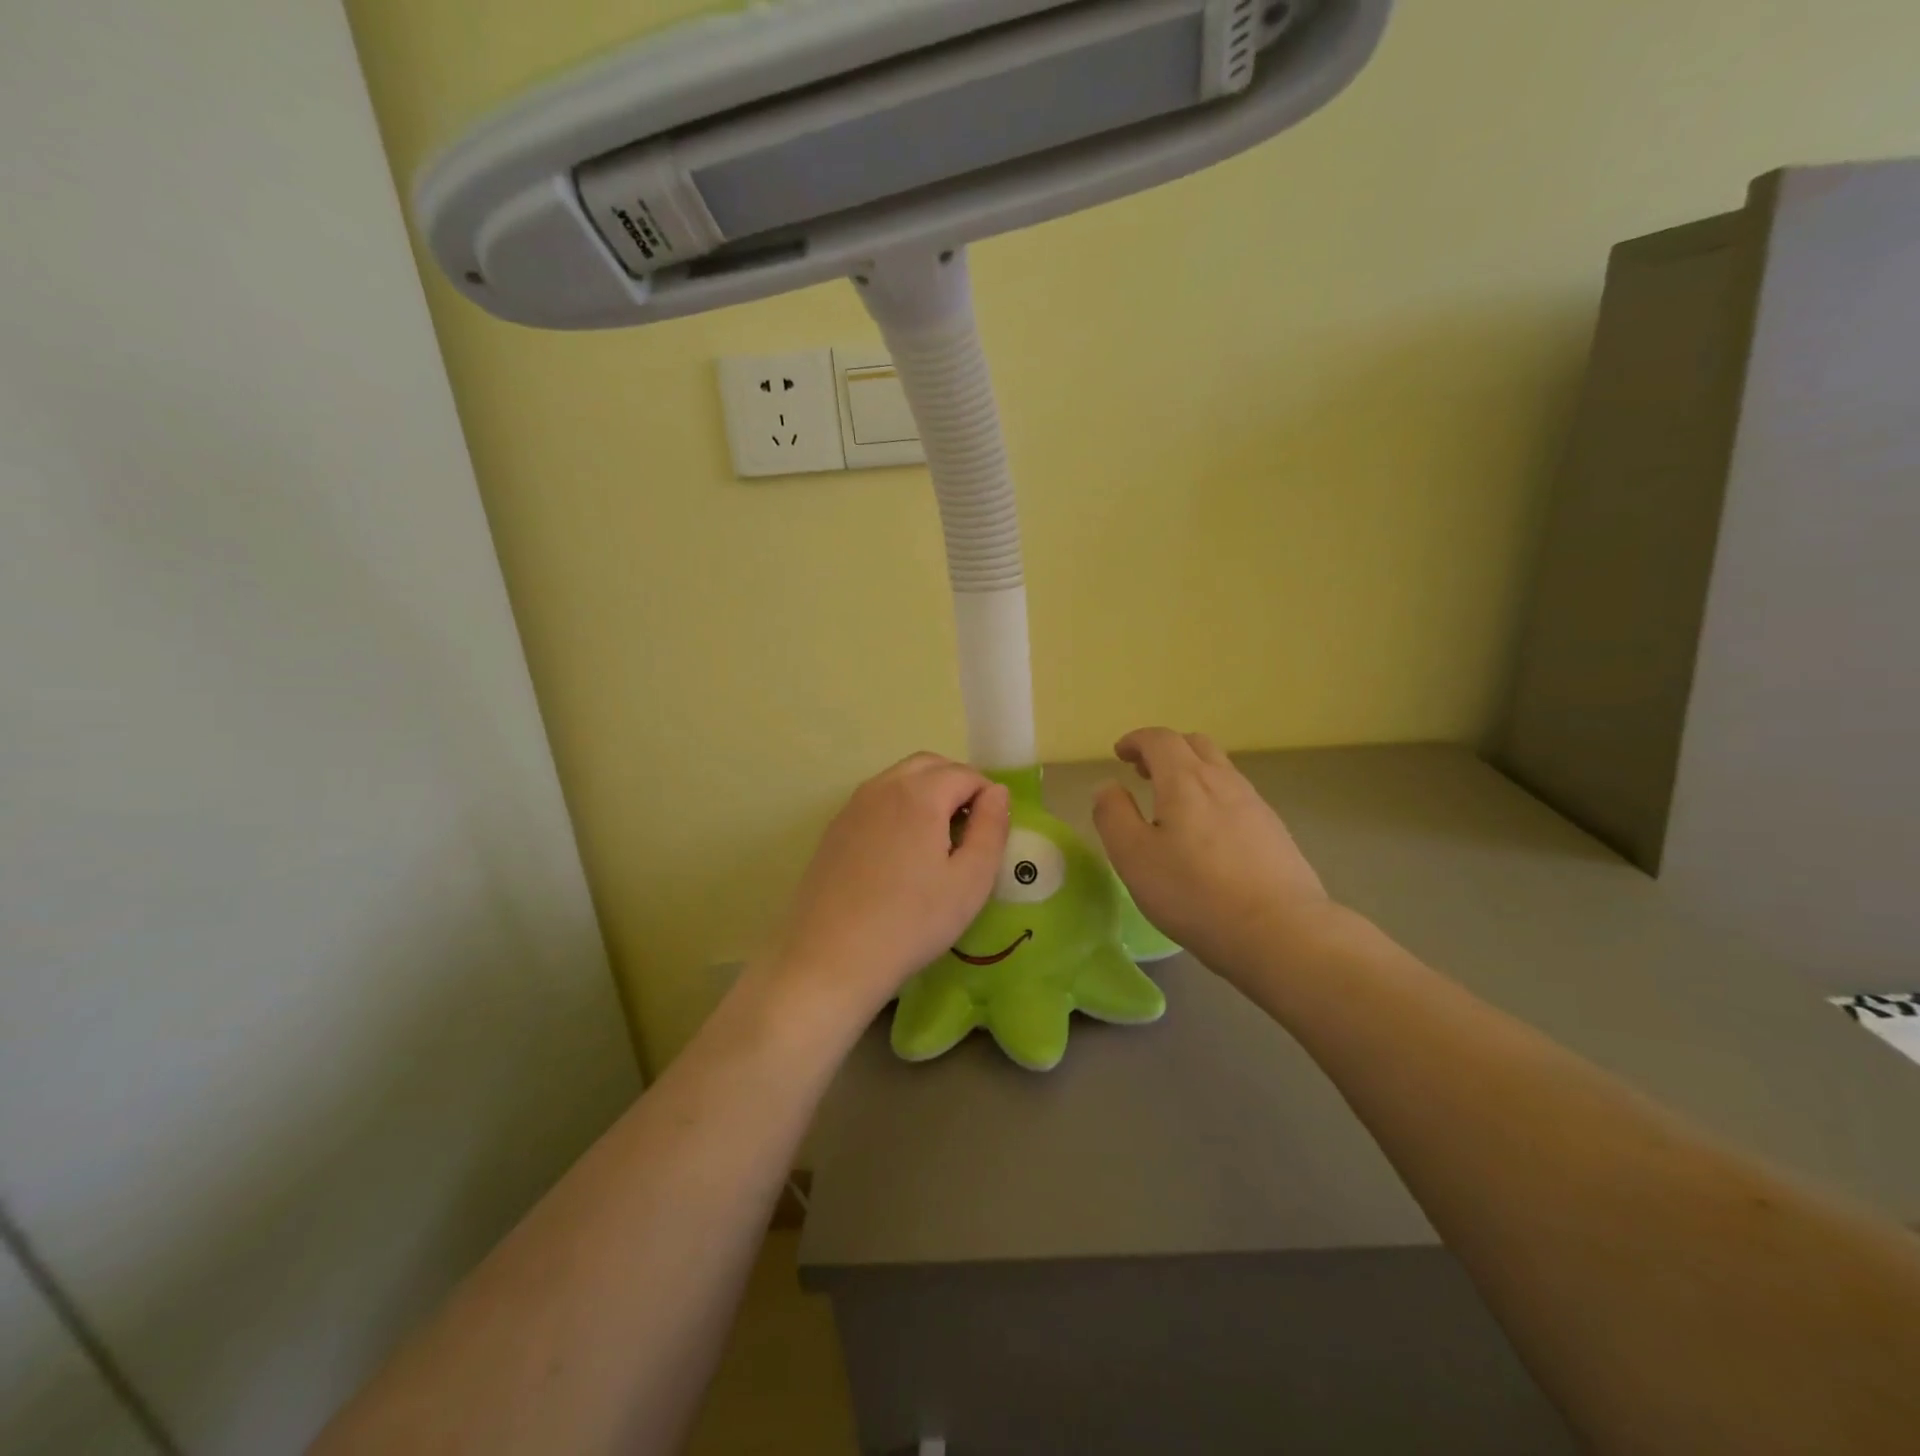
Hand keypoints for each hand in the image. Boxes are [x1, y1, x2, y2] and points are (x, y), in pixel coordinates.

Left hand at [769, 752, 1009, 1020]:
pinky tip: (902, 852)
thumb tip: (997, 793)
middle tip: (970, 828)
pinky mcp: (835, 828)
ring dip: (927, 792)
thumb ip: (991, 828)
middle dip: (957, 784)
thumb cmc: (912, 922)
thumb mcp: (970, 881)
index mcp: (919, 794)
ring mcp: (853, 806)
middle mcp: (883, 787)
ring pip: (899, 778)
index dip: (987, 795)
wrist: (832, 958)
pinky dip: (899, 806)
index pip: (965, 774)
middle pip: (929, 765)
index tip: (993, 831)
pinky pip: (876, 800)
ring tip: (939, 839)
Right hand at [1093, 728, 1335, 983]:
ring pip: (1220, 770)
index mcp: (1185, 780)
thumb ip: (1113, 815)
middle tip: (1144, 774)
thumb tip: (1107, 786)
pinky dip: (1213, 797)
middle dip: (1165, 750)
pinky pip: (1237, 797)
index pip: (1160, 739)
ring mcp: (1255, 805)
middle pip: (1195, 745)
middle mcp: (1223, 781)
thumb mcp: (1134, 857)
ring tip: (1172, 805)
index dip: (1137, 740)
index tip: (1120, 753)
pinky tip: (1208, 835)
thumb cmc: (1195, 894)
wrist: (1281, 932)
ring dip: (1191, 773)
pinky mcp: (1275, 832)